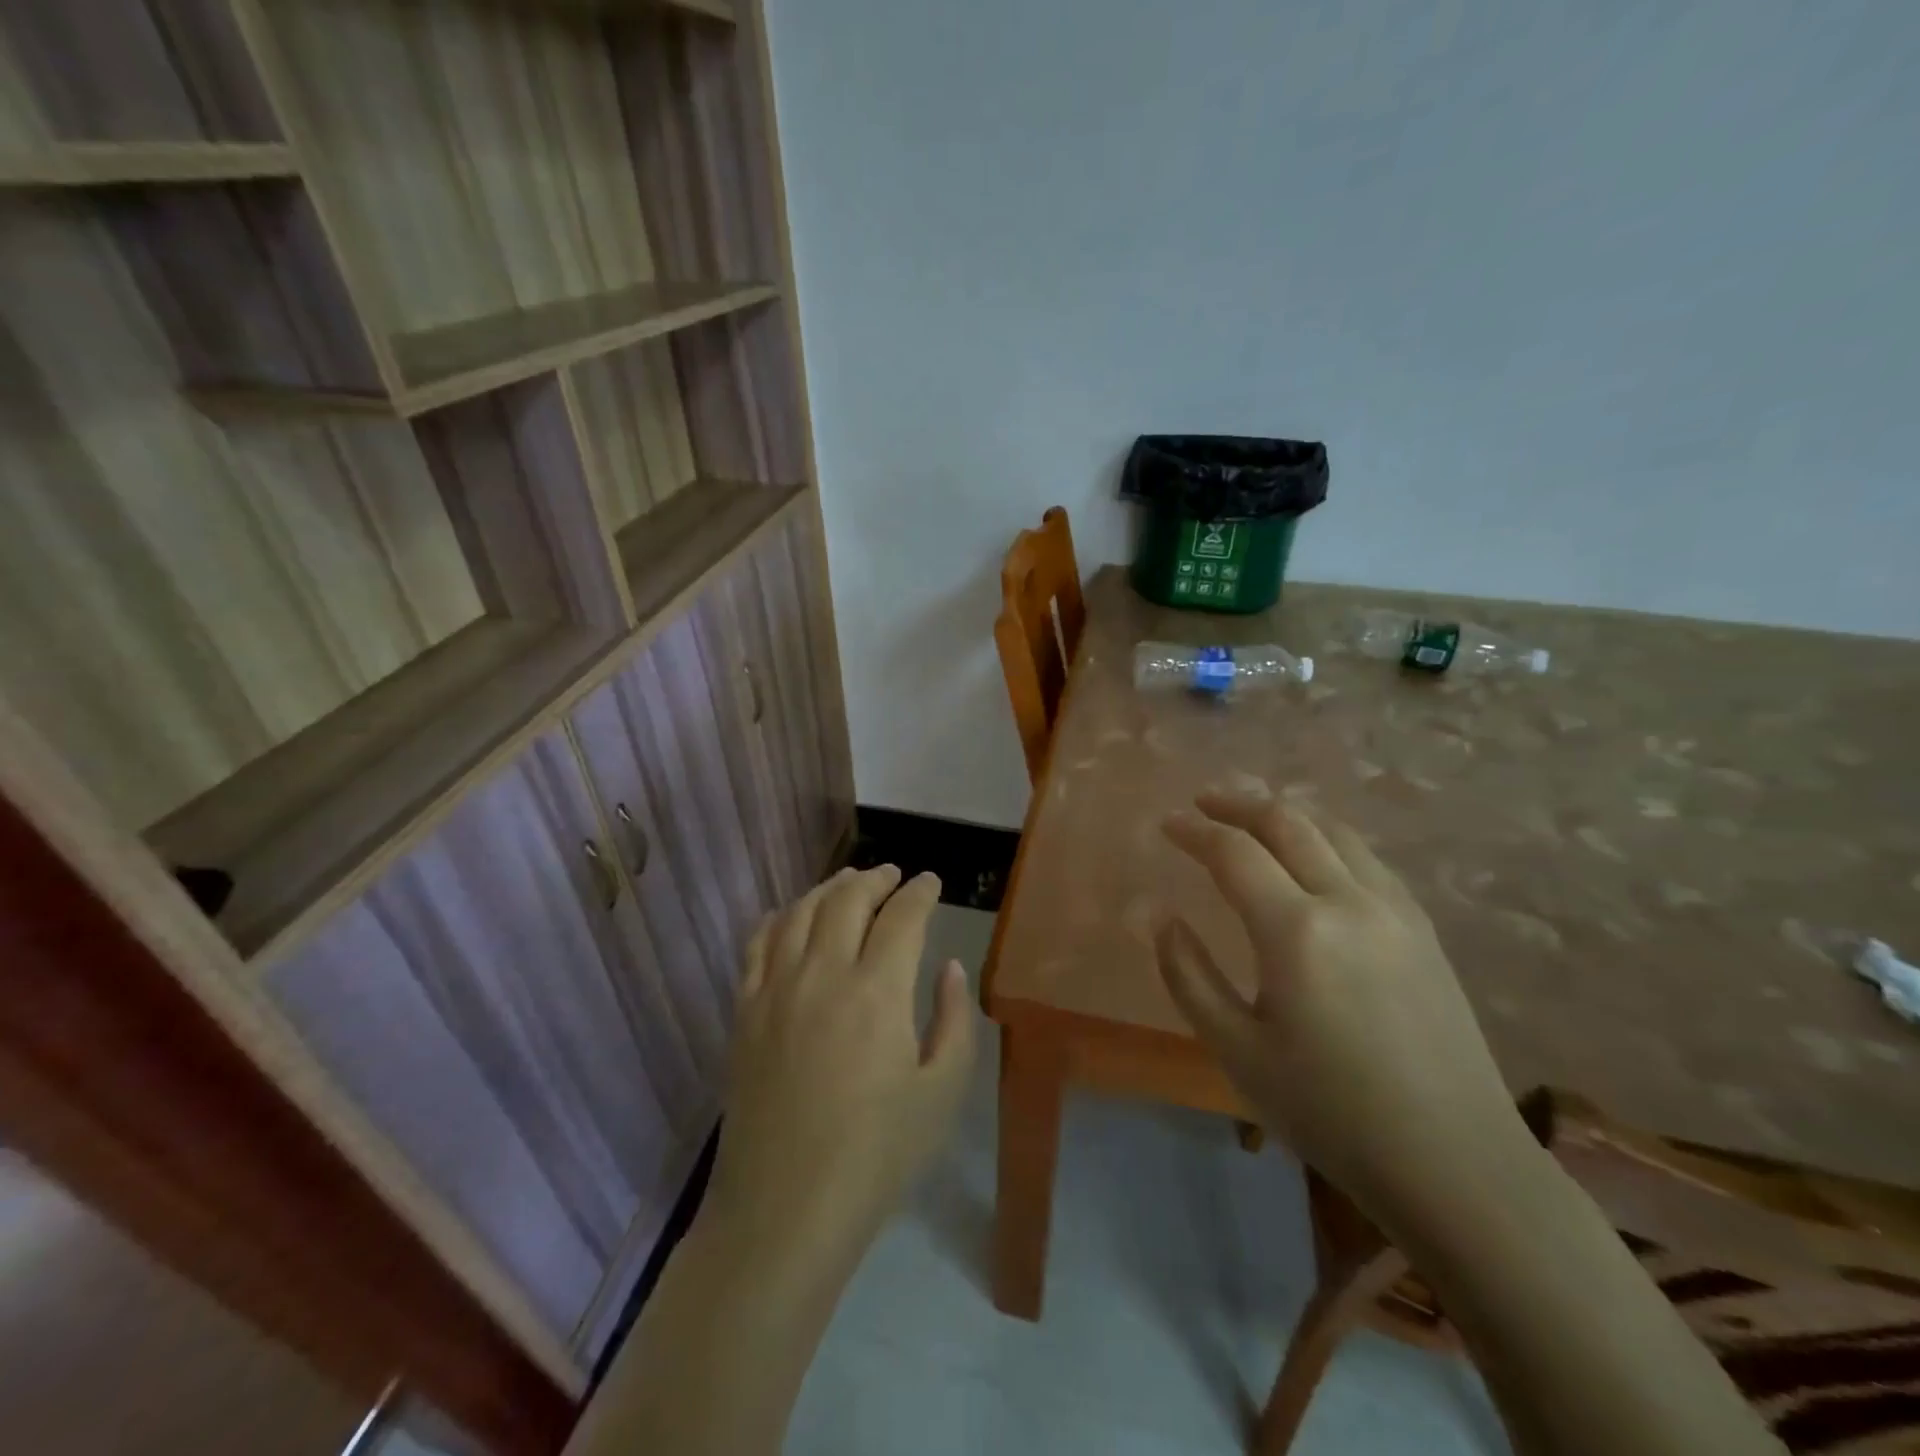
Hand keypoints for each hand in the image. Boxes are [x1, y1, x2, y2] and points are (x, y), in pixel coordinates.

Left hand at [705, 866, 976, 1260]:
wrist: (784, 1210)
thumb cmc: (876, 1156)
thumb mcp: (941, 1093)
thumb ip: (955, 1020)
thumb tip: (949, 967)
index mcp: (877, 992)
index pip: (902, 916)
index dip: (921, 891)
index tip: (931, 882)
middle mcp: (823, 974)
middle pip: (848, 899)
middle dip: (877, 878)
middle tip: (894, 877)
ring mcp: (775, 989)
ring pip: (800, 911)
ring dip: (829, 888)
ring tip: (849, 883)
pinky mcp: (744, 1011)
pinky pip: (758, 943)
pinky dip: (780, 917)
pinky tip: (791, 917)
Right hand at [1157, 789, 1528, 1224]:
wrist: (1455, 1163)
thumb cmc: (1331, 1112)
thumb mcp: (1237, 1051)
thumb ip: (1189, 975)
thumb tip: (1163, 918)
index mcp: (1296, 931)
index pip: (1234, 852)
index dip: (1194, 831)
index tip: (1166, 824)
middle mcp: (1348, 901)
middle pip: (1287, 821)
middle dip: (1238, 803)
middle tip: (1203, 802)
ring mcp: (1394, 910)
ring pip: (1333, 830)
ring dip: (1285, 813)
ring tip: (1252, 817)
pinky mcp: (1422, 928)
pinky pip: (1366, 857)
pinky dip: (1326, 837)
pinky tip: (1313, 856)